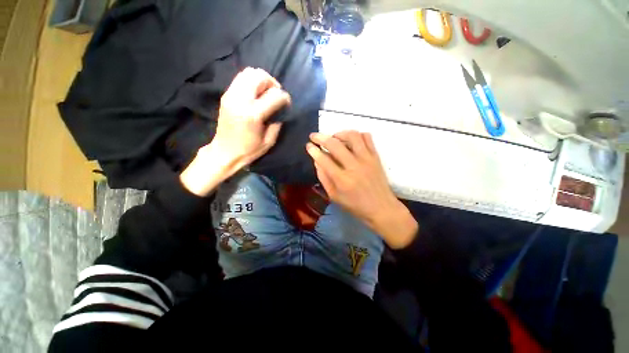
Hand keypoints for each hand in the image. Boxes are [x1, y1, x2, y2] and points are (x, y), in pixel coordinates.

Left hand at [211, 67, 290, 172]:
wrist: (225, 152)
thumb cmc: (249, 150)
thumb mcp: (269, 141)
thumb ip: (277, 123)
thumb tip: (280, 110)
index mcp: (253, 115)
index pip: (274, 95)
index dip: (285, 97)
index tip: (287, 103)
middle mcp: (240, 100)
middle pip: (259, 76)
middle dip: (272, 83)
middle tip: (276, 94)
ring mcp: (231, 95)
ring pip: (248, 72)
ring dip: (261, 80)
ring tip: (265, 92)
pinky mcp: (226, 95)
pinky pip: (240, 78)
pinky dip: (251, 82)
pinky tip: (255, 94)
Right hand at [306, 131, 417, 248]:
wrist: (381, 208)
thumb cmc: (355, 206)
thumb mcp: (334, 197)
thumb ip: (324, 178)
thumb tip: (317, 160)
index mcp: (342, 180)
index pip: (324, 159)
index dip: (313, 150)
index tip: (308, 145)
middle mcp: (354, 166)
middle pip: (335, 144)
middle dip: (321, 137)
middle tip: (314, 136)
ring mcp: (367, 159)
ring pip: (352, 136)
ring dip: (339, 133)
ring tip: (333, 138)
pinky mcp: (375, 156)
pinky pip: (367, 137)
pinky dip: (357, 135)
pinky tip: (350, 141)